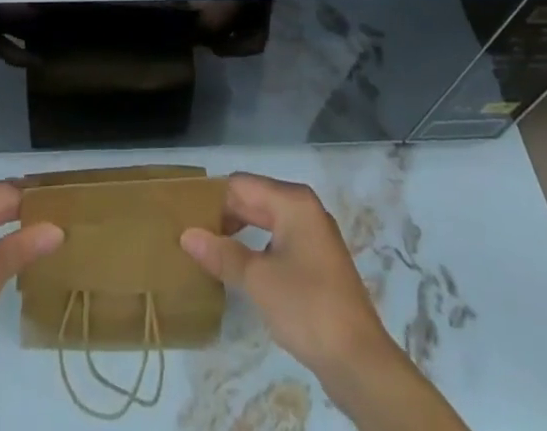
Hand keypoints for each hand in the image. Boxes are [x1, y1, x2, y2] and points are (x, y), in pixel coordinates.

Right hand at [180, 173, 396, 382]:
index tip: (186, 218)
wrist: (360, 362)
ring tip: (210, 253)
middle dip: (224, 217)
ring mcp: (314, 237)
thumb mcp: (257, 279)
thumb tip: (187, 235)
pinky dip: (258, 251)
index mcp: (293, 201)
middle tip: (192, 236)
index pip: (241, 185)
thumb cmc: (307, 307)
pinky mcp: (318, 264)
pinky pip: (279, 244)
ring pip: (266, 223)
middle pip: (254, 200)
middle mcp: (305, 210)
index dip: (213, 199)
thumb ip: (222, 254)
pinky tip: (240, 272)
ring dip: (240, 235)